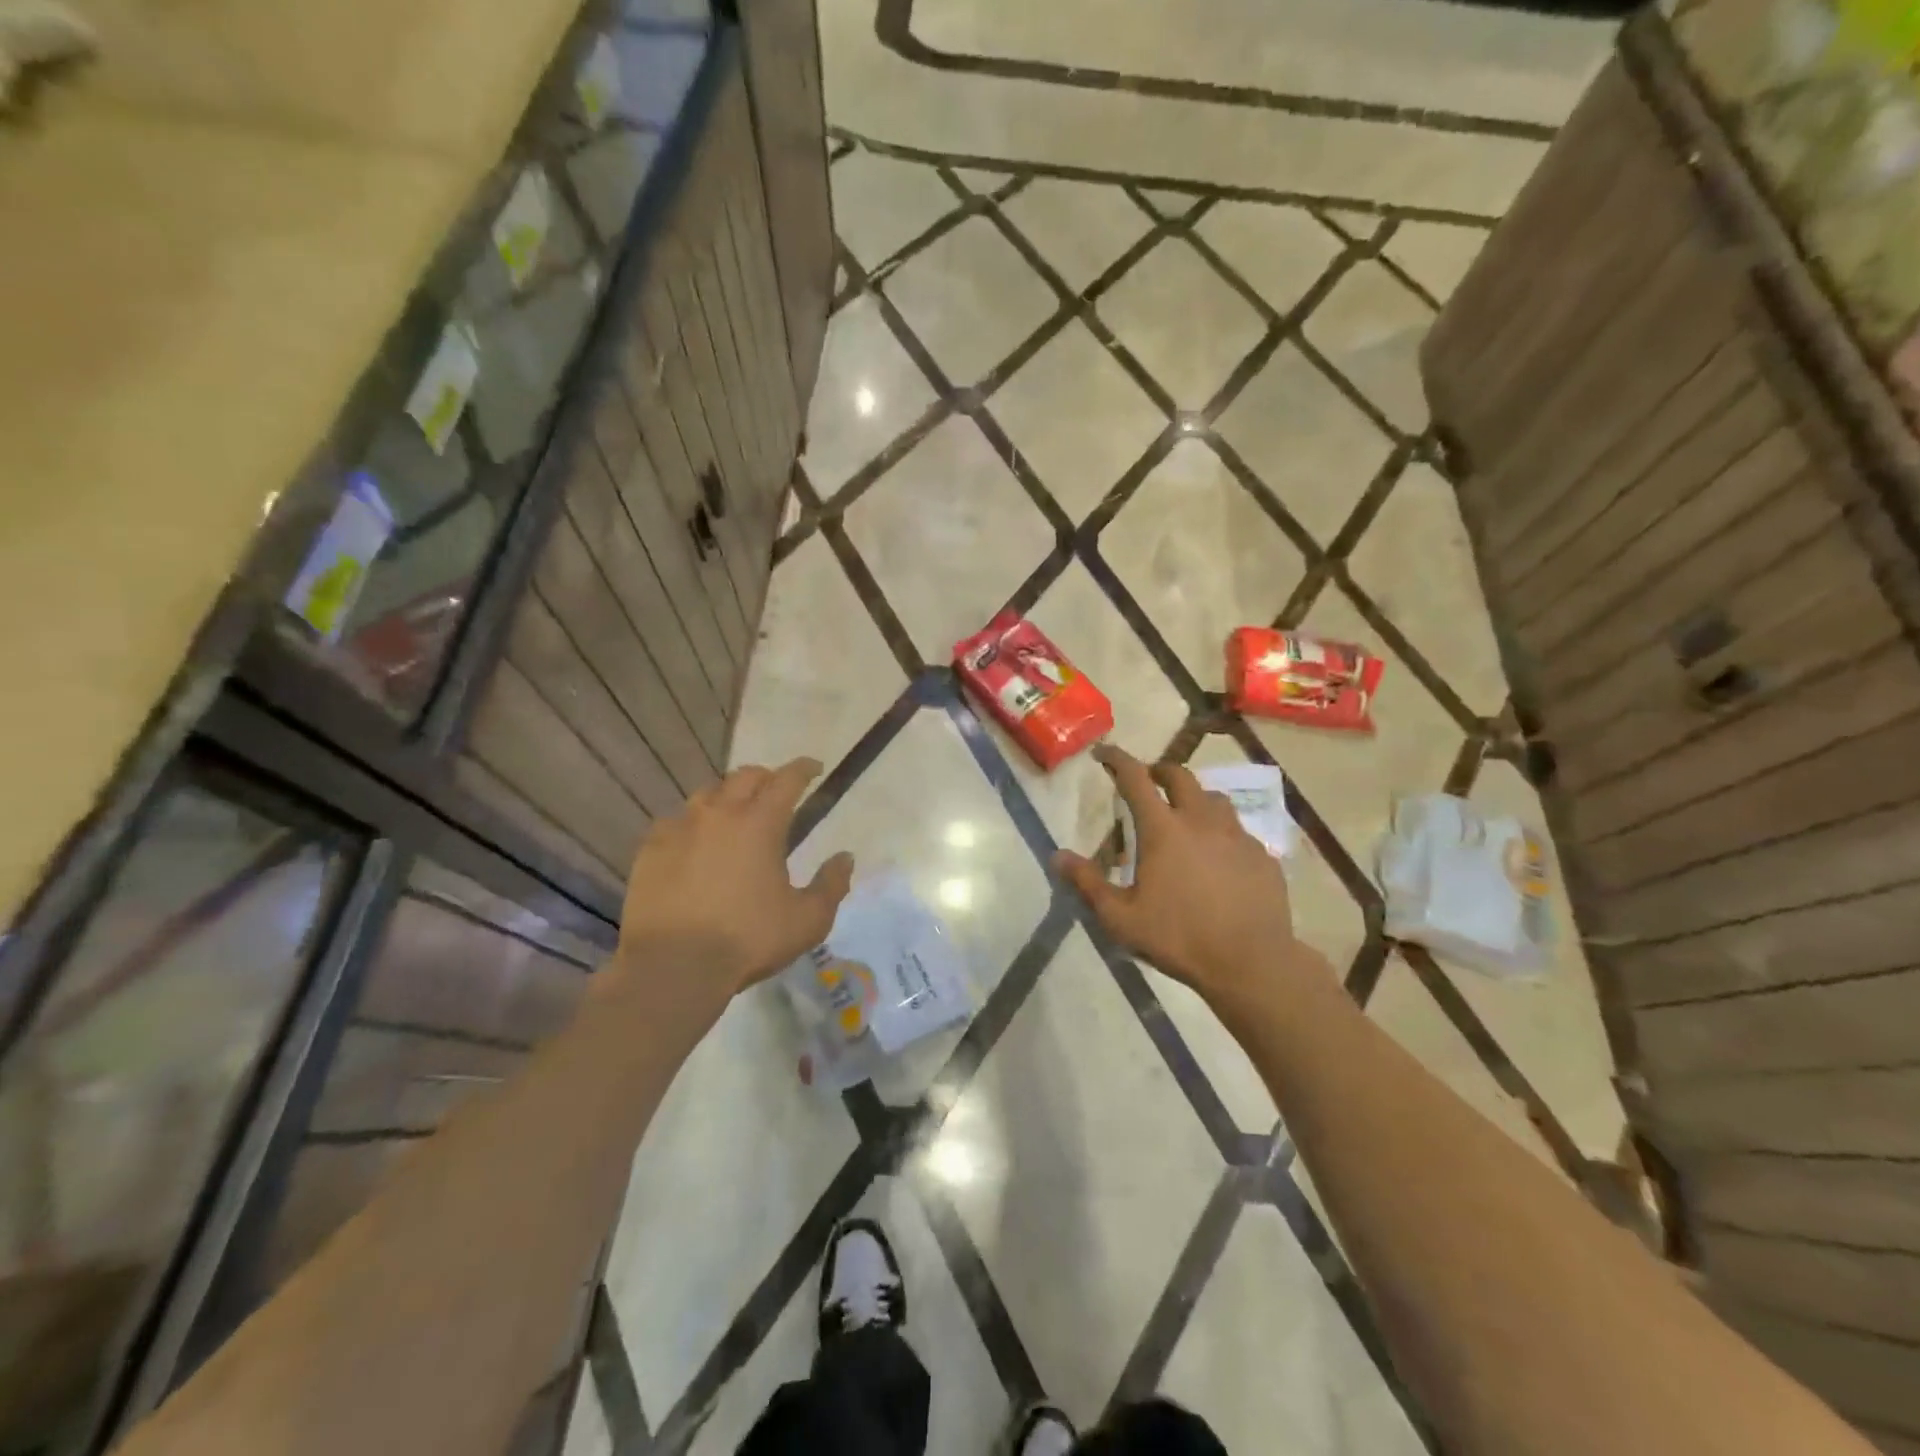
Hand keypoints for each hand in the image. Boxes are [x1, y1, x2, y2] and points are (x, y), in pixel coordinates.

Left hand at [614, 759, 854, 1006]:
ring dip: (727, 796)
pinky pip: (675, 821)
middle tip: (776, 791)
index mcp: (760, 823)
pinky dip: (692, 823)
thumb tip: (845, 858)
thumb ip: (831, 885)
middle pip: (745, 777)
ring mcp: (679, 829)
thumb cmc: (747, 940)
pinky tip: (694, 842)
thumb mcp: (807, 920)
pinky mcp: (650, 850)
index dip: (804, 769)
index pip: (787, 780)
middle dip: (766, 777)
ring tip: (734, 813)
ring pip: (707, 794)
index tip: (815, 768)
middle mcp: (719, 814)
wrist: (673, 967)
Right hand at [1055, 745, 1300, 1005]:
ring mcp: (1236, 835)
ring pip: (1214, 798)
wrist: (1251, 963)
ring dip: (1194, 797)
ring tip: (1185, 816)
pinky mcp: (1261, 855)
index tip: (1104, 753)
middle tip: (1148, 780)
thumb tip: (1058, 856)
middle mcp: (1200, 820)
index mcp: (1162, 829)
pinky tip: (1218, 856)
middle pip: (1180, 775)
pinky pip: (1238, 830)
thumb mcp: (1120, 917)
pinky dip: (1221, 831)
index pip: (1135, 778)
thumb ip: (1088, 883)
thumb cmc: (1179, 938)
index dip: (1117, 759)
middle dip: (1159, 770)